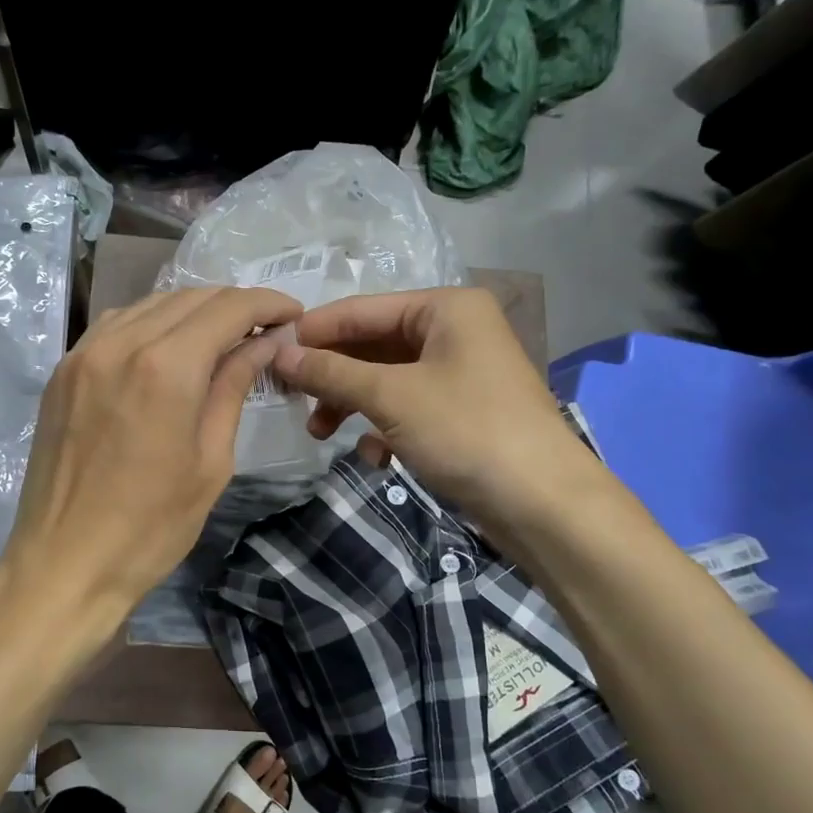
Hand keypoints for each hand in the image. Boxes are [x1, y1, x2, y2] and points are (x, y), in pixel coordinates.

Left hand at [1, 285, 301, 621]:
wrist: (64, 564)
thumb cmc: (151, 527)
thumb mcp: (211, 462)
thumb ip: (233, 389)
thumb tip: (264, 344)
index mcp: (166, 367)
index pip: (228, 308)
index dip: (267, 304)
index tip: (293, 314)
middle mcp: (121, 344)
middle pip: (189, 297)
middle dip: (234, 305)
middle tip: (264, 330)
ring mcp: (83, 354)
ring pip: (149, 305)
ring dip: (192, 310)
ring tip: (221, 337)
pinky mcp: (62, 372)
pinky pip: (114, 326)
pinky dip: (150, 324)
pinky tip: (167, 349)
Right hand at [271, 287, 589, 531]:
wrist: (543, 503)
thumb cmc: (466, 431)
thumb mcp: (391, 397)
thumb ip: (332, 372)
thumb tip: (280, 354)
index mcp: (445, 308)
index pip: (362, 310)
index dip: (314, 332)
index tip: (270, 353)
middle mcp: (455, 331)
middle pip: (373, 345)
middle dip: (333, 376)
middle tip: (291, 400)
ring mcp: (461, 374)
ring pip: (387, 380)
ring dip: (352, 405)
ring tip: (320, 433)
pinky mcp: (462, 413)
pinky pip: (408, 408)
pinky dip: (384, 428)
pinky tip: (376, 457)